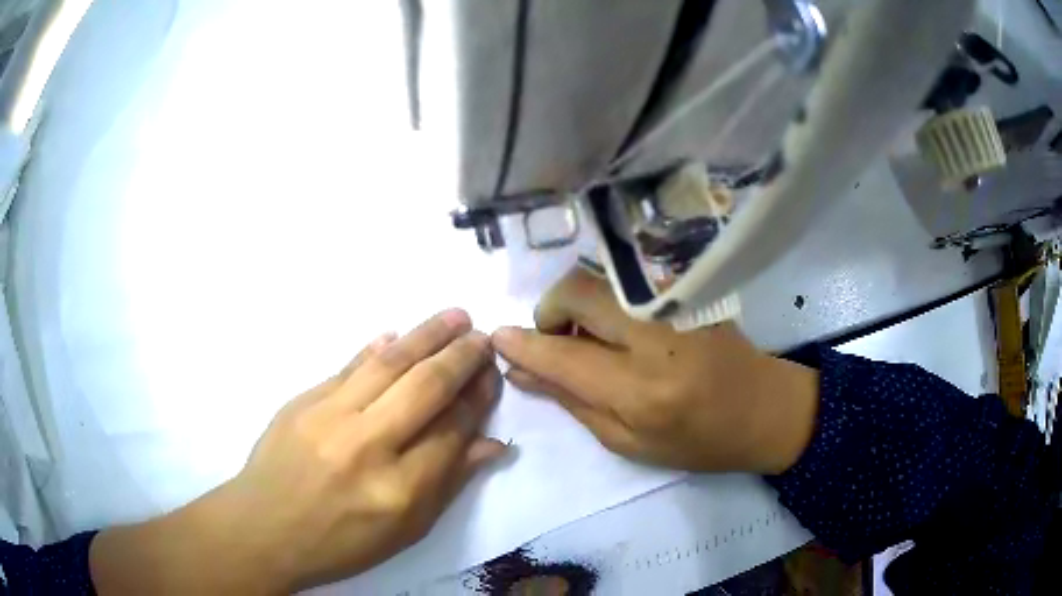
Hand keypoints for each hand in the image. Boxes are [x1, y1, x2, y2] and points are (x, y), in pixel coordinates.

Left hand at [91, 310, 506, 593]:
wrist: (264, 527)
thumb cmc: (340, 542)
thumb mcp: (404, 531)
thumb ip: (449, 483)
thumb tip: (492, 443)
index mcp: (400, 490)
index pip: (452, 430)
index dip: (477, 398)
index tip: (491, 376)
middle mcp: (368, 446)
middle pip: (425, 388)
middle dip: (461, 357)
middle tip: (482, 336)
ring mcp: (329, 417)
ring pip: (388, 364)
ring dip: (426, 335)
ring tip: (454, 316)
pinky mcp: (303, 401)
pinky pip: (347, 367)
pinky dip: (376, 349)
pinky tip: (396, 335)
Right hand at [492, 267, 817, 473]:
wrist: (764, 408)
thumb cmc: (698, 441)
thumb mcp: (628, 443)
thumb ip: (572, 402)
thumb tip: (522, 370)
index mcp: (640, 390)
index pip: (563, 356)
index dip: (523, 344)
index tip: (496, 340)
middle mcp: (655, 337)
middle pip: (578, 290)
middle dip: (551, 310)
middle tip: (557, 339)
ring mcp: (675, 304)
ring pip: (601, 277)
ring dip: (578, 302)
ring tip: (591, 336)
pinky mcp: (687, 290)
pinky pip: (627, 280)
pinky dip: (607, 298)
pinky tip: (621, 327)